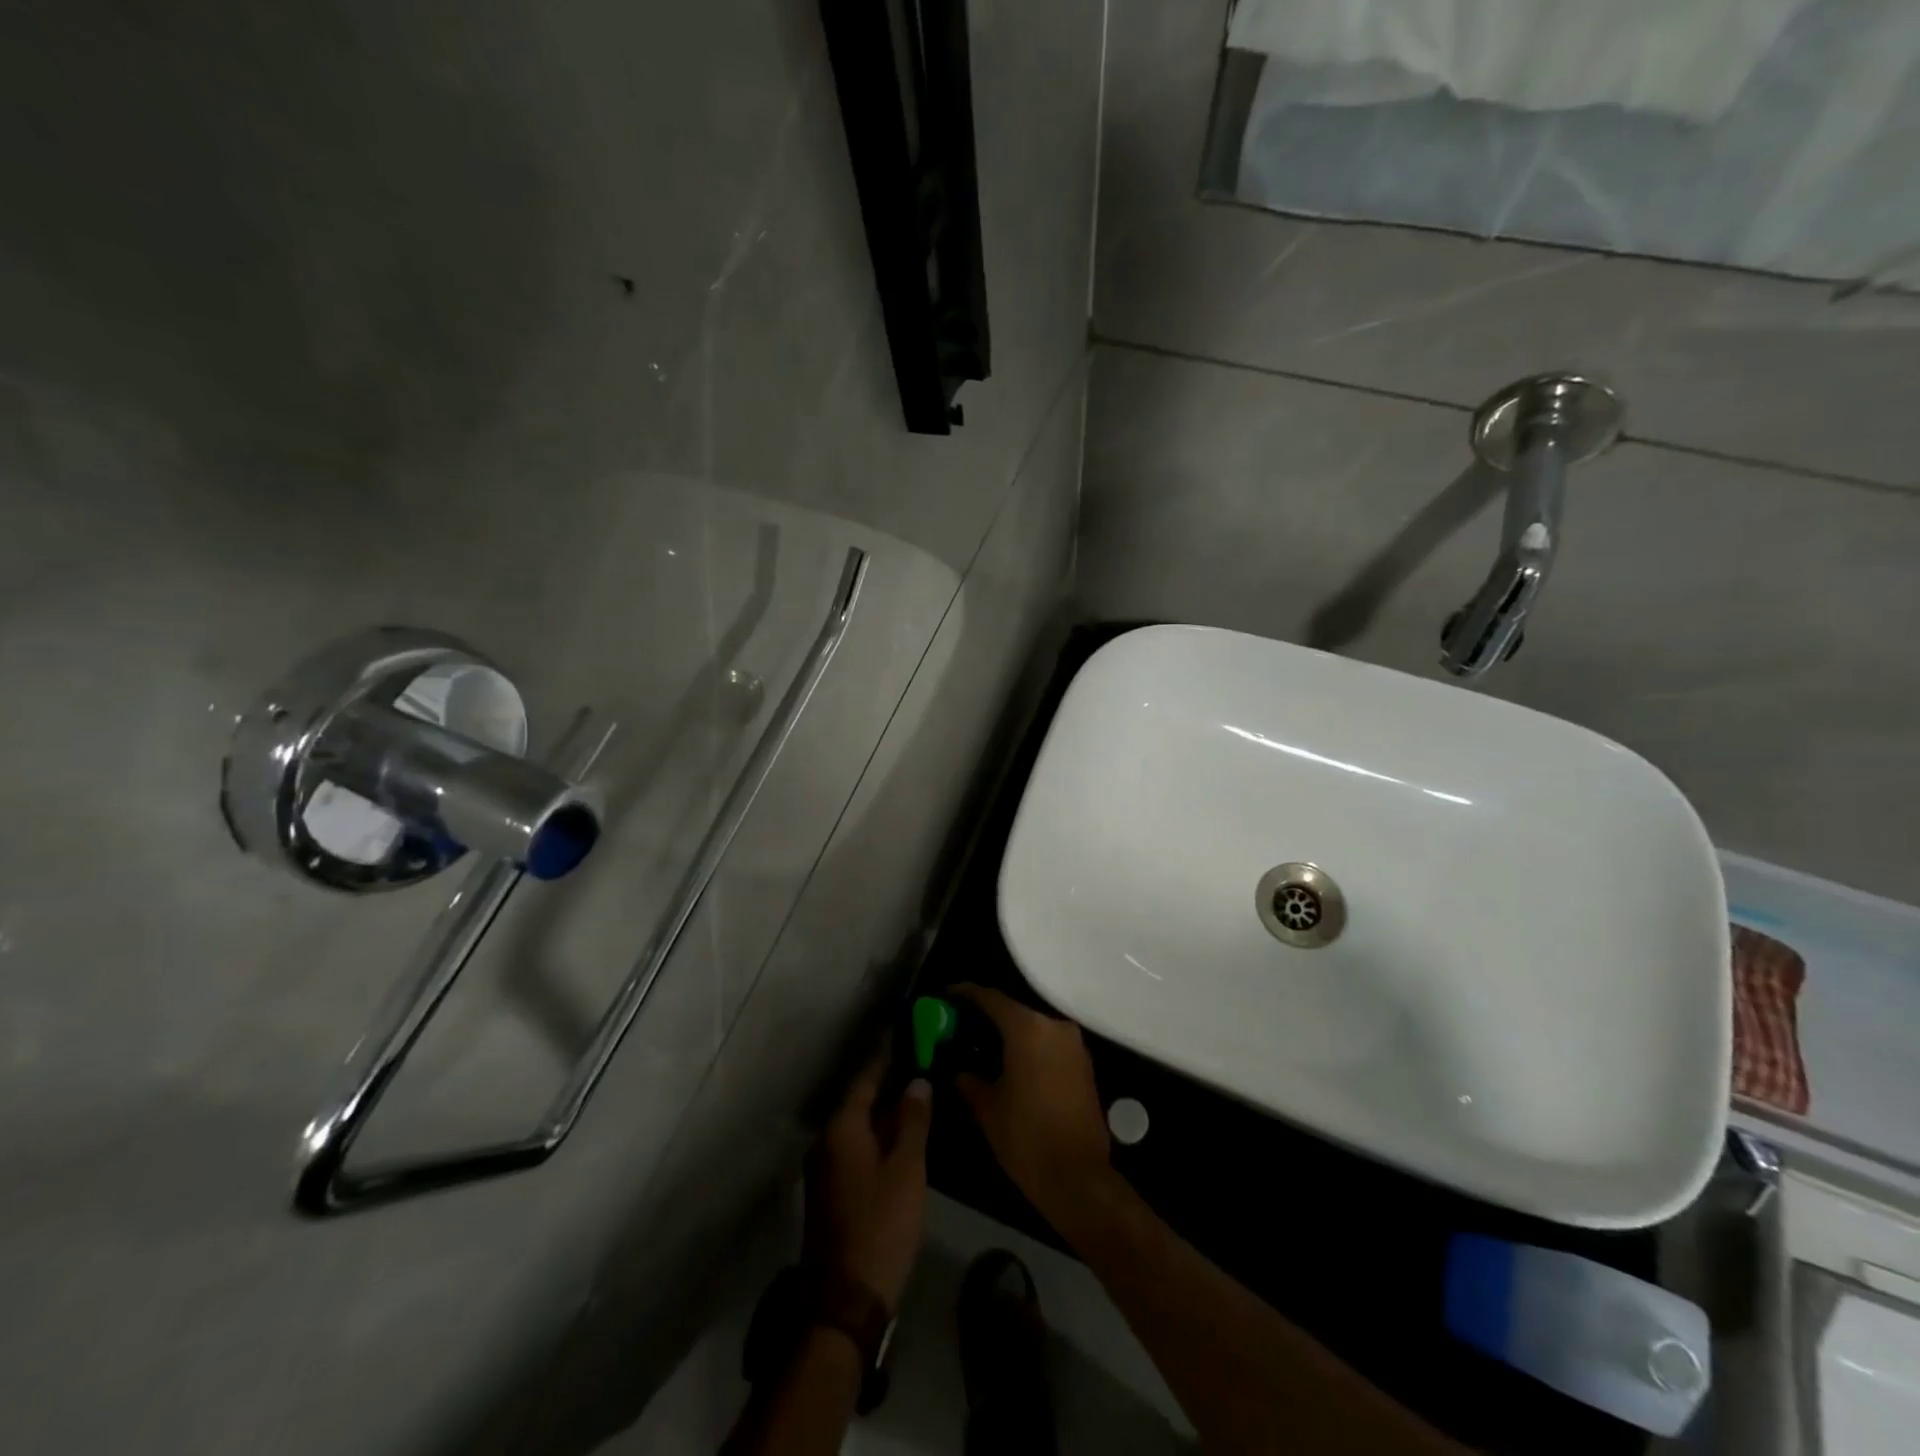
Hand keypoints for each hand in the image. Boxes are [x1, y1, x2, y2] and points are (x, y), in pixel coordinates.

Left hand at [803, 1048, 932, 1309]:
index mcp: (842, 1128)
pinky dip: (878, 1134)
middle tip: (921, 1063)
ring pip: (858, 1125)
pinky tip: (902, 1136)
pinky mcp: (831, 1189)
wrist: (845, 1300)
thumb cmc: (881, 1226)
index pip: (866, 1078)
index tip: (908, 1035)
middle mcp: (826, 1140)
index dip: (888, 1056)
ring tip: (917, 1094)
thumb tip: (917, 1080)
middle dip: (889, 1082)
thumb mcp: (906, 1170)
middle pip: (860, 1100)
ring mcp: (825, 1166)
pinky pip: (855, 1145)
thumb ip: (912, 1121)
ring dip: (884, 1110)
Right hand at [951, 986, 1113, 1231]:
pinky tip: (1010, 1063)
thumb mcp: (987, 1108)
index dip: (966, 994)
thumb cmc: (1026, 1138)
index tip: (947, 996)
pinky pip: (1049, 1043)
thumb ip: (969, 1078)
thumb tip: (959, 1068)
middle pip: (1014, 1010)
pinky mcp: (1084, 1063)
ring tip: (982, 1046)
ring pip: (1033, 1026)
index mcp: (1028, 1029)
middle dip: (987, 1015)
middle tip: (961, 1026)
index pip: (991, 998)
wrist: (1078, 1178)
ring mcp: (1073, 1044)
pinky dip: (1029, 1046)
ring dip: (1009, 1032)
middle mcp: (1054, 1026)